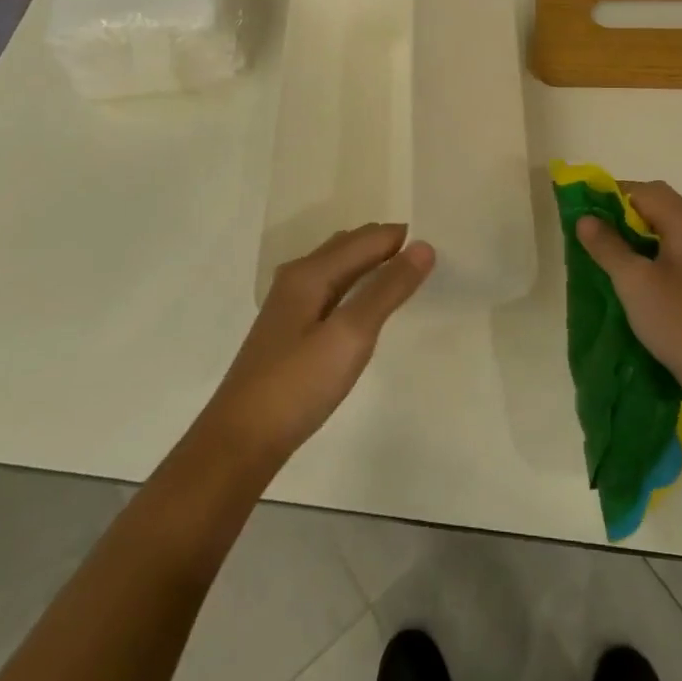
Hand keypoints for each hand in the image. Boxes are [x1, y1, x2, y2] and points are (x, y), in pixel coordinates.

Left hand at [199, 224, 434, 470]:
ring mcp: (290, 304)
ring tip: (407, 277)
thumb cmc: (298, 385)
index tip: (441, 244)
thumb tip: (424, 246)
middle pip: (351, 245)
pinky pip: (332, 289)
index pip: (368, 238)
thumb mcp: (350, 335)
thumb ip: (387, 289)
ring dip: (372, 264)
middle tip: (430, 259)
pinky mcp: (290, 330)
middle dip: (388, 245)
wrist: (240, 442)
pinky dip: (357, 285)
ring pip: (339, 267)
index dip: (403, 238)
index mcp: (311, 272)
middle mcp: (298, 277)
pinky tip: (367, 306)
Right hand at [576, 181, 681, 416]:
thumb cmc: (681, 323)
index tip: (587, 210)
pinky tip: (646, 282)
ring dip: (644, 236)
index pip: (647, 190)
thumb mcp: (634, 283)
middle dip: (628, 214)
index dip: (614, 194)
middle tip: (598, 234)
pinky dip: (661, 255)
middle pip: (664, 206)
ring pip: (675, 232)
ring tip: (616, 258)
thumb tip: (586, 218)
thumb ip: (608, 246)